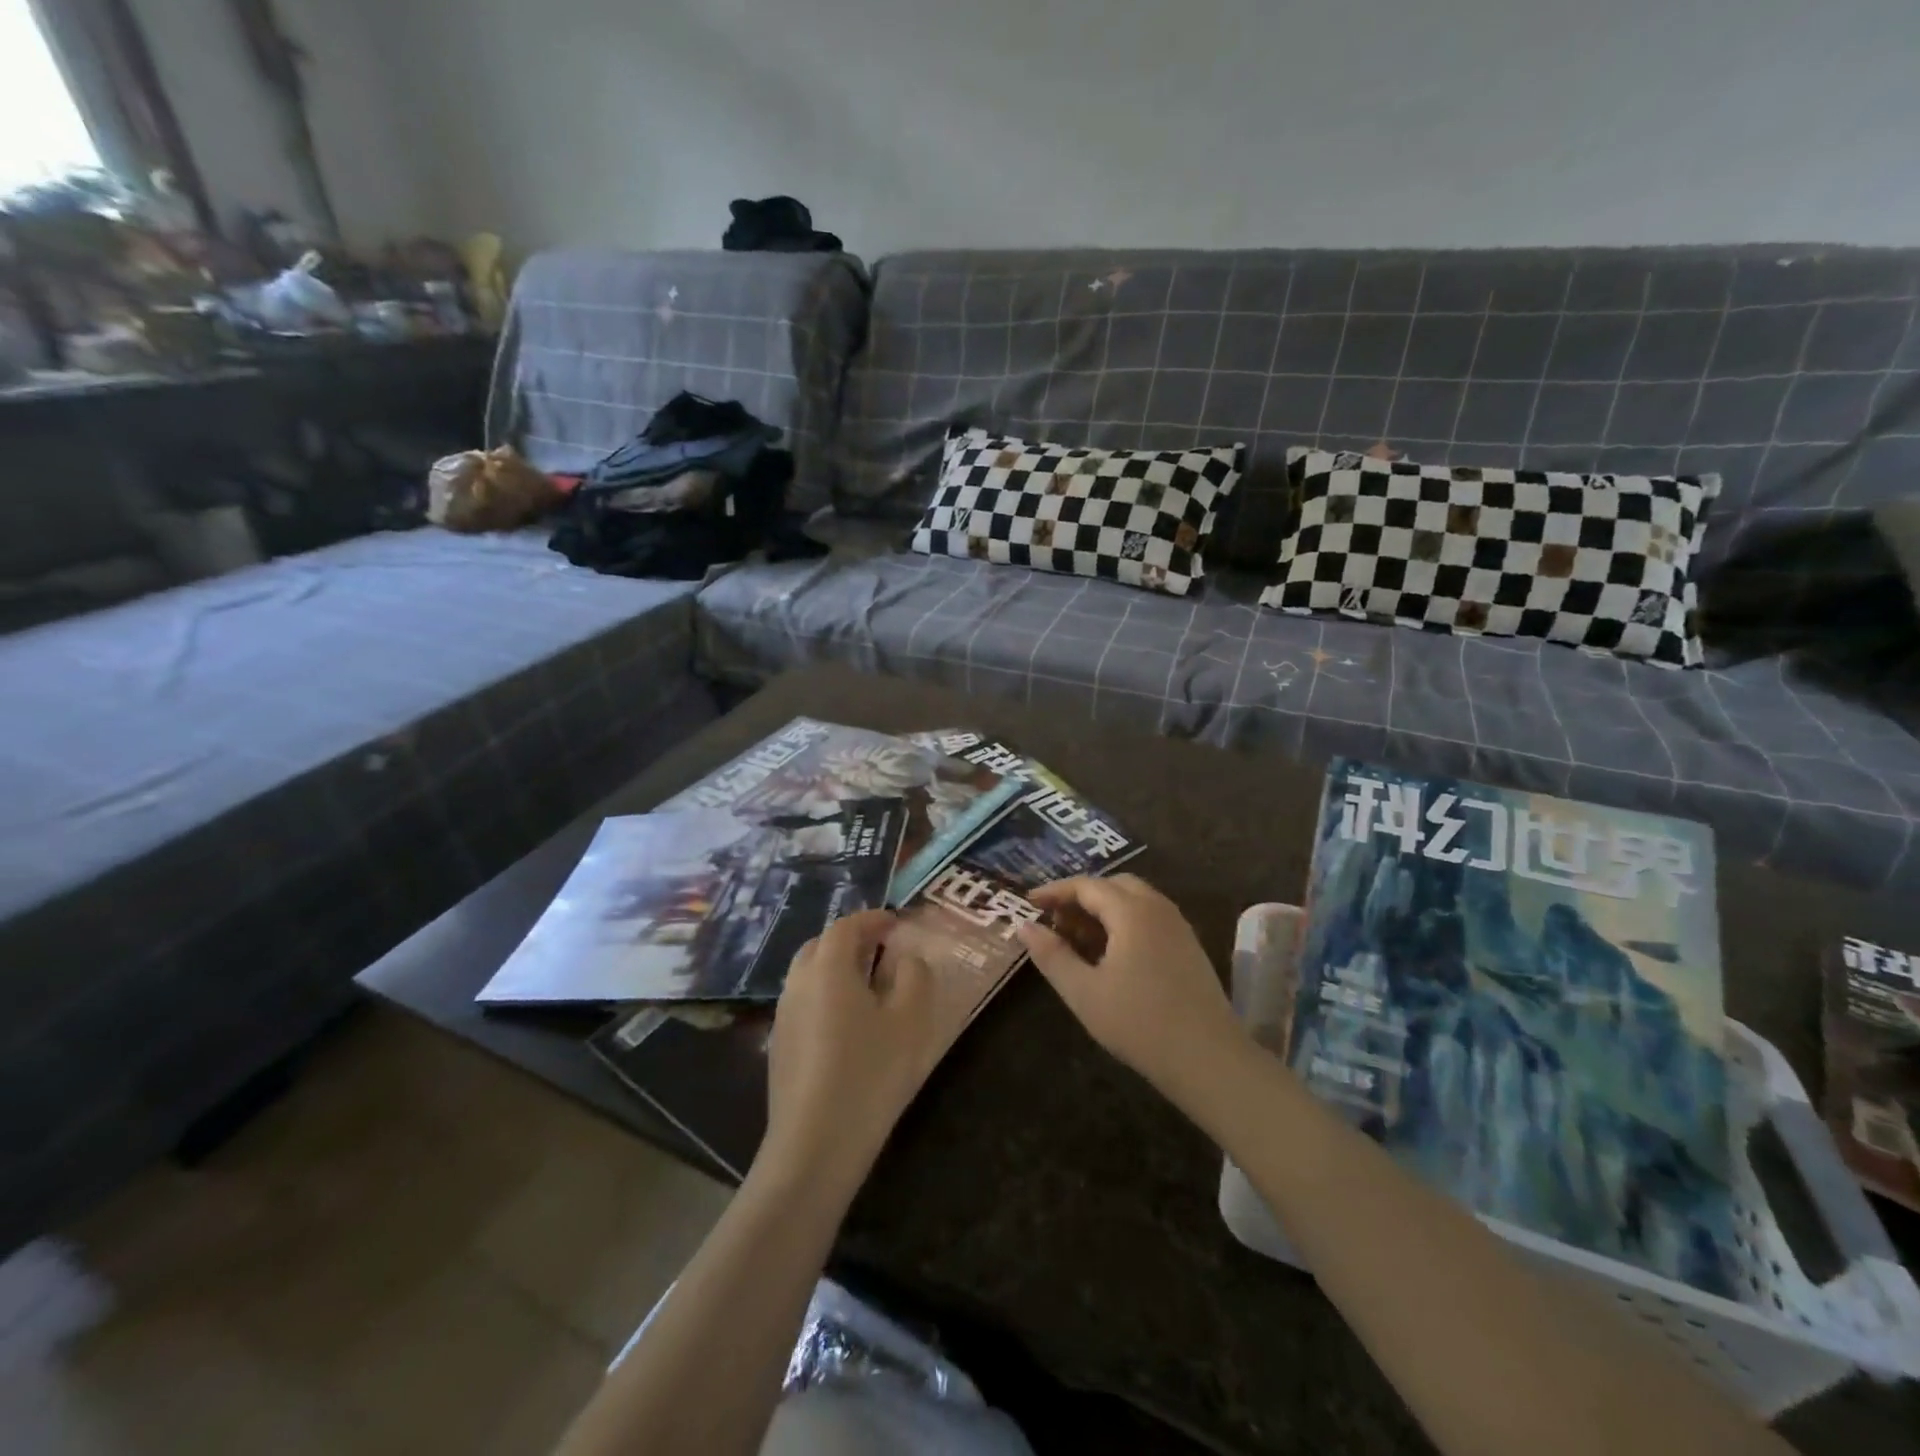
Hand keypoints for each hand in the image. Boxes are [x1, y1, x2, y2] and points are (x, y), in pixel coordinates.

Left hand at [761, 910, 945, 1194]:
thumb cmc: (870, 1073)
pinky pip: (803, 1003)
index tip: (895, 922)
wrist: (814, 1145)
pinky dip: (824, 996)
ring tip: (867, 985)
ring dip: (835, 968)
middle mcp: (798, 983)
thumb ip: (914, 977)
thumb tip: (906, 959)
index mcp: (828, 968)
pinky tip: (846, 1024)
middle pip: (820, 945)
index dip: (872, 919)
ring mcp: (783, 1016)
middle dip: (850, 940)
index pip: (846, 926)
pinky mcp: (778, 1046)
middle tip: (881, 949)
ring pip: (808, 975)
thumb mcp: (910, 1021)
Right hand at [1017, 875, 1241, 1098]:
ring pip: (1134, 901)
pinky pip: (1149, 918)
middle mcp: (1158, 908)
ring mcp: (1178, 926)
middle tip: (1056, 922)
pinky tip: (1110, 956)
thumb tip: (1025, 927)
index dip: (1054, 891)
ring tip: (1078, 940)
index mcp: (1132, 911)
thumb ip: (1052, 955)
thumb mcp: (1083, 992)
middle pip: (1113, 885)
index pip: (1086, 886)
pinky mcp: (1189, 947)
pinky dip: (1124, 923)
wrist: (1209, 1059)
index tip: (1028, 903)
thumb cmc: (1139, 1023)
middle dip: (1081, 897)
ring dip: (1103, 910)